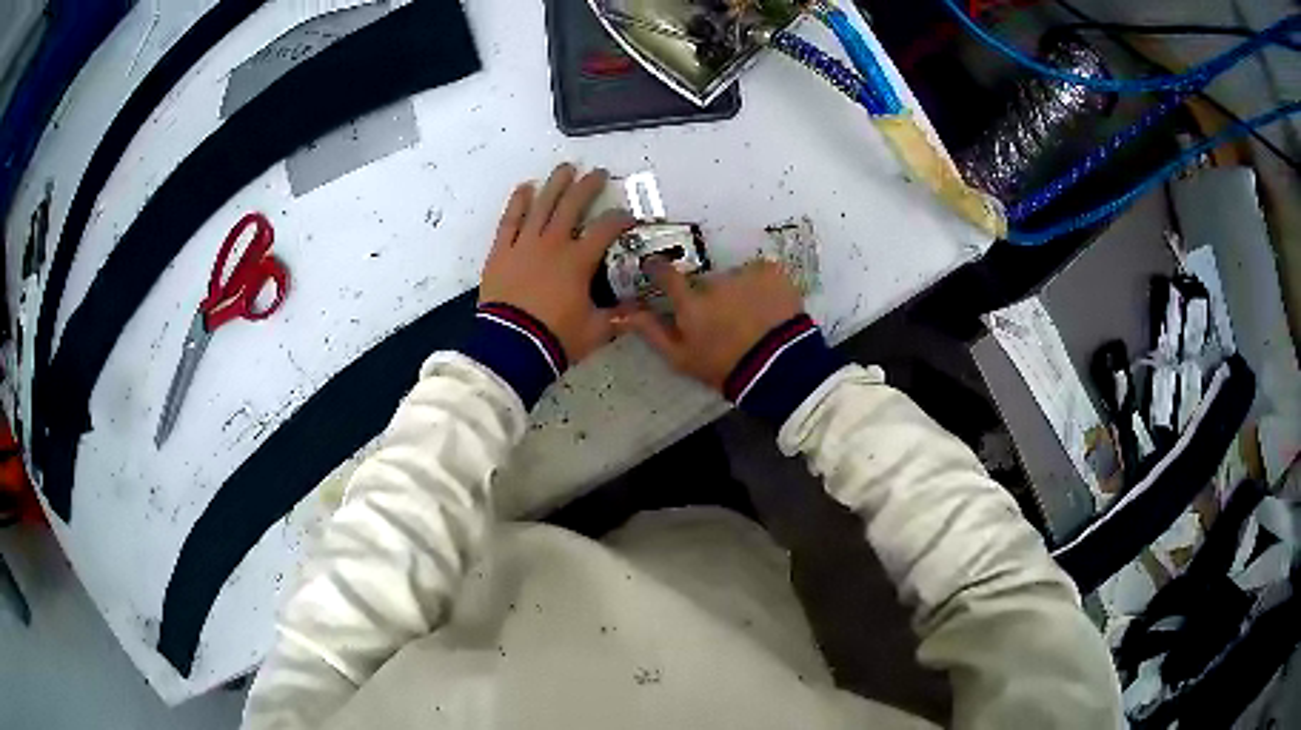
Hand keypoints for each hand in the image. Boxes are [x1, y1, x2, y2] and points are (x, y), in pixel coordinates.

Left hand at [480, 164, 634, 363]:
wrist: (511, 346)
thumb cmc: (556, 337)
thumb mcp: (595, 331)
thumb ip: (616, 318)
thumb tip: (636, 312)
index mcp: (578, 261)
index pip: (606, 230)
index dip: (620, 220)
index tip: (628, 217)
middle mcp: (553, 244)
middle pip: (572, 206)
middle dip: (588, 187)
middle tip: (598, 173)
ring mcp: (525, 245)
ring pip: (542, 205)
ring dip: (555, 185)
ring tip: (565, 168)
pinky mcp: (501, 252)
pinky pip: (510, 221)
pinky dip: (518, 203)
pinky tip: (525, 187)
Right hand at [616, 258, 803, 390]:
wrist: (780, 368)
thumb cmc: (725, 368)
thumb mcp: (681, 358)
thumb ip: (651, 332)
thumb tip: (622, 312)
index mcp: (690, 303)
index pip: (665, 274)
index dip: (659, 270)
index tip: (657, 270)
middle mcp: (714, 281)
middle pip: (706, 281)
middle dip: (712, 295)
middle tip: (724, 319)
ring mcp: (744, 273)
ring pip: (735, 277)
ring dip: (739, 291)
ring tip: (752, 317)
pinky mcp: (772, 272)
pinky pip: (761, 272)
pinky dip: (764, 285)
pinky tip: (770, 307)